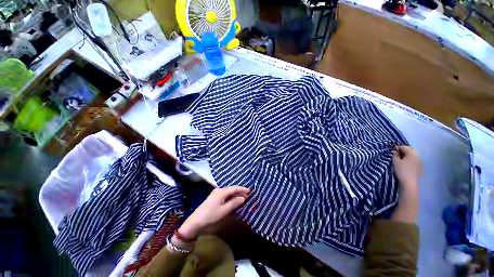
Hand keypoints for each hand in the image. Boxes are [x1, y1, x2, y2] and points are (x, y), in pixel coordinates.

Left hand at [178, 186, 249, 239]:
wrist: (197, 220)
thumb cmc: (212, 215)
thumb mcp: (225, 210)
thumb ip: (234, 203)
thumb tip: (243, 197)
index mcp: (221, 192)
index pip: (234, 188)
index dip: (242, 189)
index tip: (250, 191)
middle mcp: (218, 191)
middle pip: (230, 189)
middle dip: (239, 191)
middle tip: (248, 195)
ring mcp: (214, 195)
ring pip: (227, 192)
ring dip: (235, 194)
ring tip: (242, 197)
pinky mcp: (212, 199)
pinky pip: (224, 195)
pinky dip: (230, 197)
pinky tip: (233, 200)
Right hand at [391, 146, 421, 222]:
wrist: (409, 186)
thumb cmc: (402, 172)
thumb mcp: (395, 162)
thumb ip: (394, 155)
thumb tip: (395, 152)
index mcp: (411, 151)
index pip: (402, 147)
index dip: (397, 150)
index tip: (393, 155)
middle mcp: (417, 154)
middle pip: (408, 151)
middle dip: (403, 153)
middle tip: (398, 159)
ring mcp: (419, 161)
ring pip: (412, 157)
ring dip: (407, 159)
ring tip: (402, 164)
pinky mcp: (420, 168)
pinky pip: (414, 163)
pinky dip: (411, 164)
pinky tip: (407, 169)